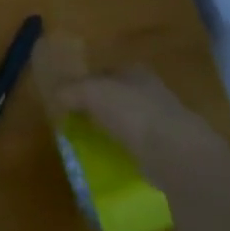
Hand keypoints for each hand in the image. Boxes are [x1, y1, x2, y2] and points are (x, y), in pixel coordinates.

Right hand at [56, 66, 229, 190]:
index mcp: (135, 71)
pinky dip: (129, 150)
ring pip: (131, 120)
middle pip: (119, 95)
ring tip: (95, 143)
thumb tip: (56, 95)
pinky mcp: (170, 147)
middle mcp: (151, 90)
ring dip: (116, 129)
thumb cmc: (131, 111)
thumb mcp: (91, 93)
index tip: (72, 99)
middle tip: (81, 121)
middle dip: (103, 107)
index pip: (106, 72)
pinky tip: (117, 159)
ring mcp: (164, 119)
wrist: (173, 150)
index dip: (88, 83)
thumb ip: (71, 90)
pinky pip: (141, 145)